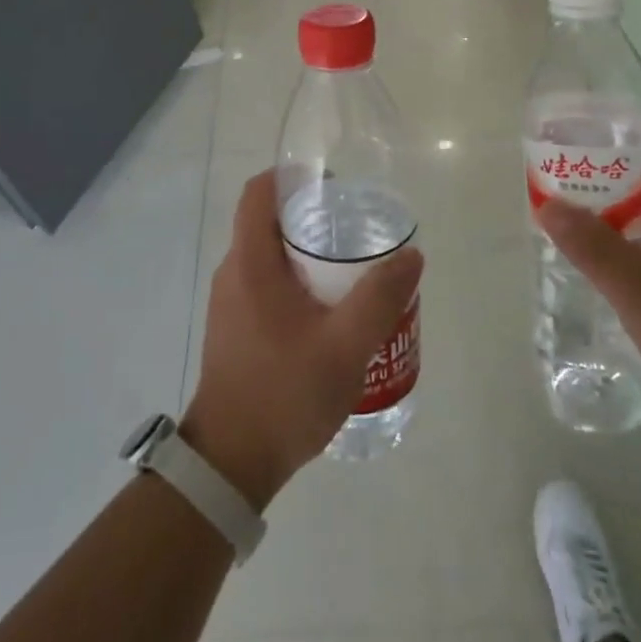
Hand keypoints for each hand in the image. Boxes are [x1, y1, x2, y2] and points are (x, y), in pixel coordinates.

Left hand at [182, 170, 423, 509]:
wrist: (230, 466)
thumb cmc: (284, 394)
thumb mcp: (345, 346)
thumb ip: (380, 297)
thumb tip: (411, 255)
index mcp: (250, 262)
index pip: (260, 191)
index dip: (293, 176)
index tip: (333, 185)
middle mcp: (233, 273)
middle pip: (269, 222)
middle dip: (312, 216)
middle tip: (356, 229)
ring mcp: (230, 303)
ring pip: (269, 256)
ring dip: (307, 253)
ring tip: (352, 270)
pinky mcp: (234, 328)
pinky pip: (266, 284)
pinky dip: (297, 281)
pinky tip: (331, 311)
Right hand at [535, 124, 640, 427]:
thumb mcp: (638, 289)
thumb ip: (592, 246)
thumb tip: (548, 204)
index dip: (631, 130)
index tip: (588, 135)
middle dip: (615, 165)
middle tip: (570, 169)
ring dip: (622, 199)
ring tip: (577, 204)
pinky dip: (633, 230)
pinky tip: (606, 251)